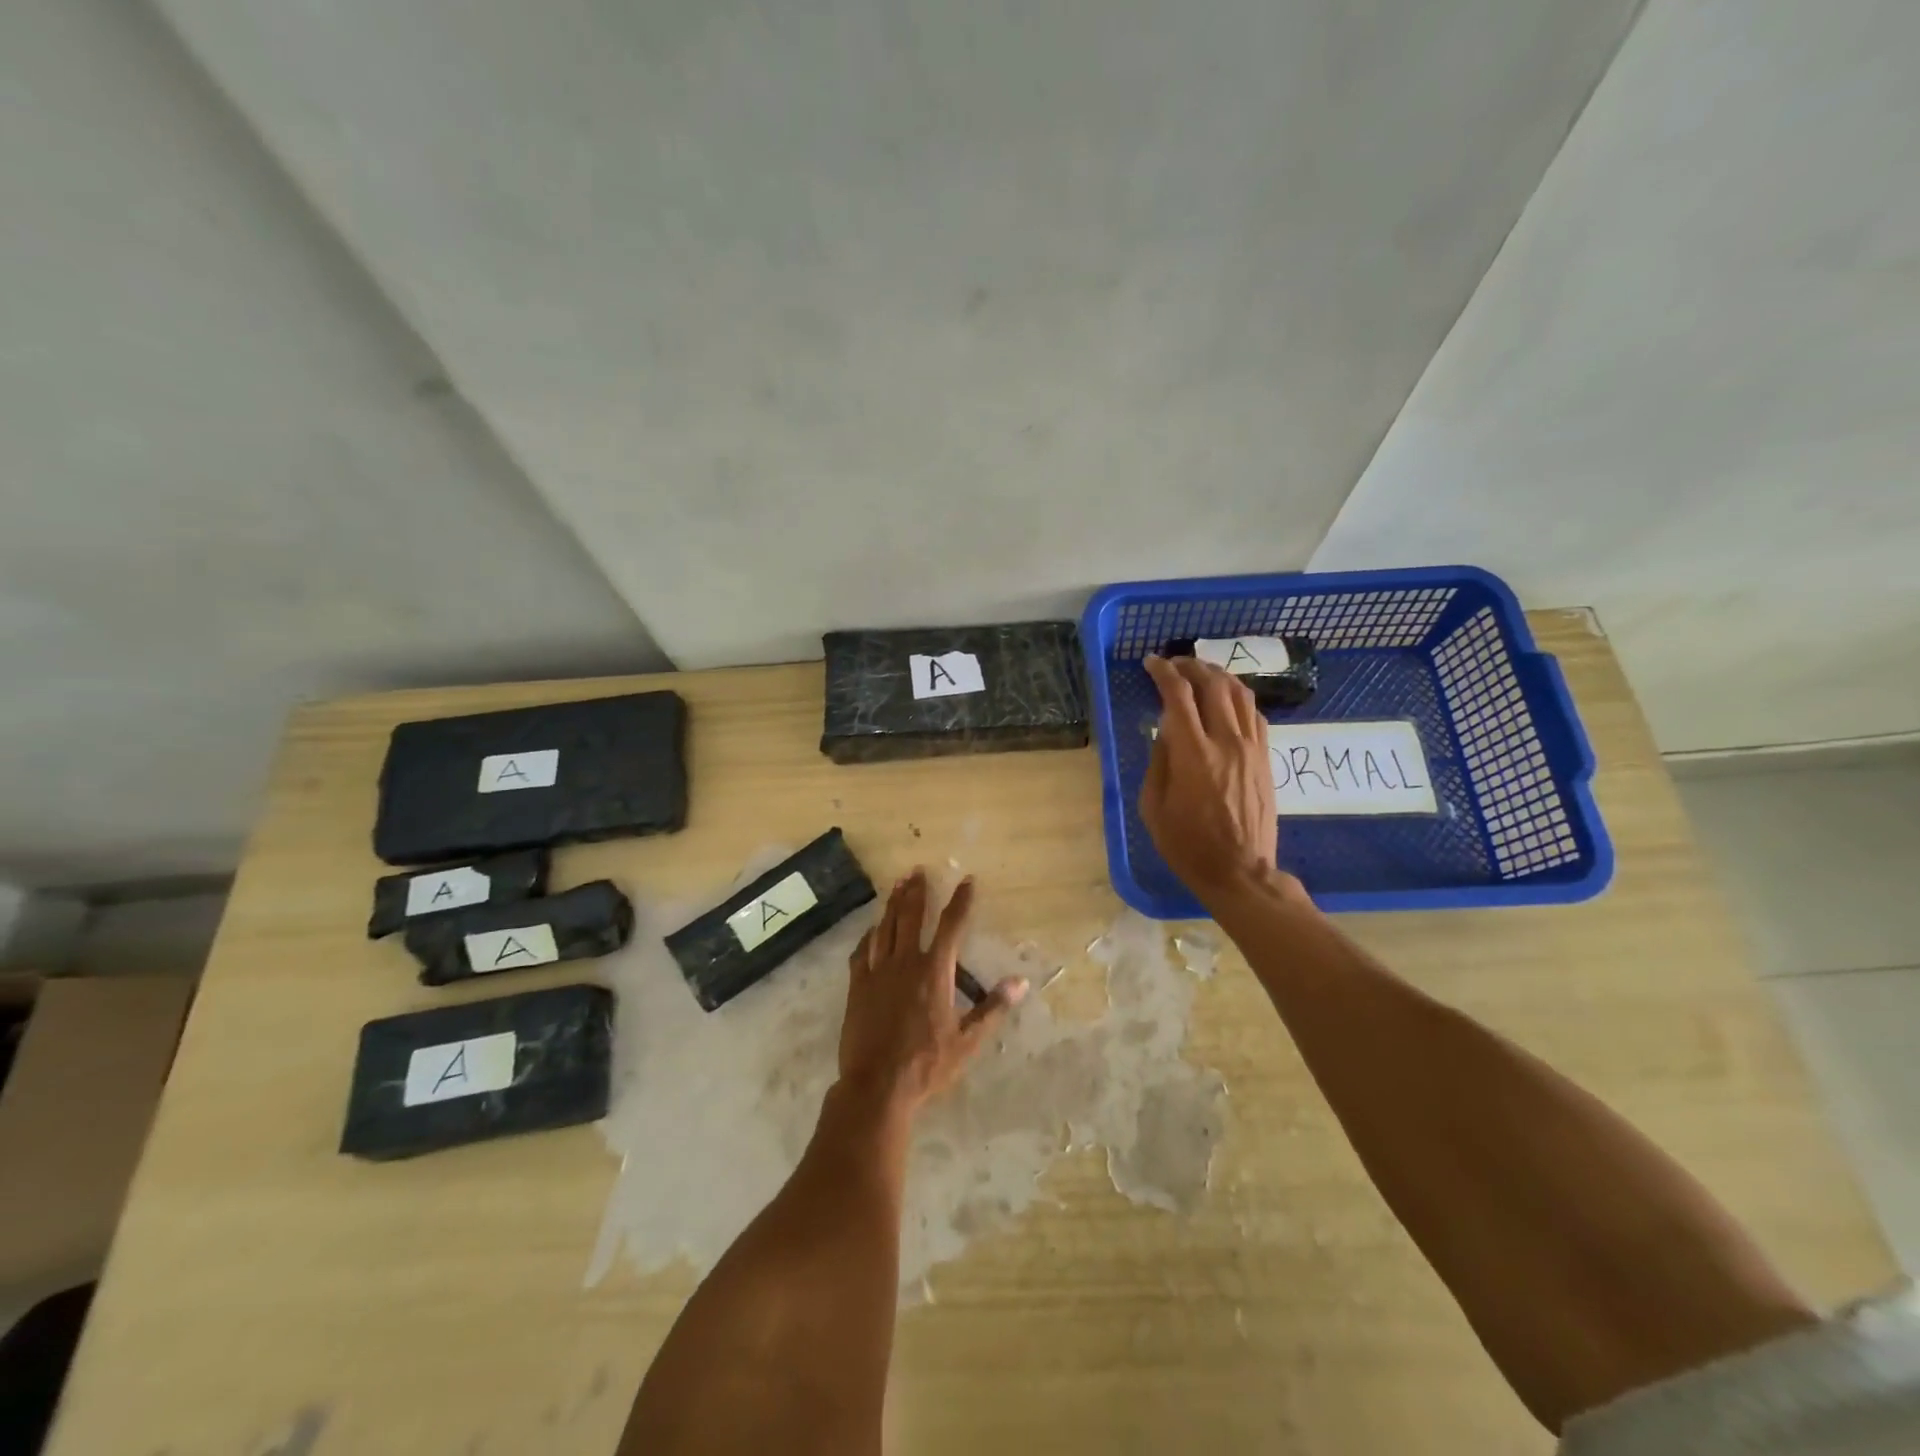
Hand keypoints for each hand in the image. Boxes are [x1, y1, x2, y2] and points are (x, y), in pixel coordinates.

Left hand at [838, 870, 1026, 1117]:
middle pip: (911, 916)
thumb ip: (993, 1008)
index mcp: (934, 971)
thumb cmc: (927, 1064)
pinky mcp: (858, 986)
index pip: (952, 926)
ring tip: (897, 884)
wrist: (877, 1085)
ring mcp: (877, 972)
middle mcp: (905, 962)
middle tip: (918, 870)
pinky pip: (863, 951)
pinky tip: (872, 928)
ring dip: (892, 904)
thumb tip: (1021, 982)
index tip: (967, 881)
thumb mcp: (967, 1041)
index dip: (961, 901)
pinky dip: (869, 935)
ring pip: (885, 927)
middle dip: (917, 891)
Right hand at [1140, 654, 1279, 905]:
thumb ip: (1159, 761)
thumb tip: (1166, 730)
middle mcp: (1226, 742)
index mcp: (1192, 754)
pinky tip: (1226, 700)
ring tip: (1200, 672)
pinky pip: (1255, 714)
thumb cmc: (1187, 844)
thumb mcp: (1153, 806)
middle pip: (1212, 685)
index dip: (1163, 672)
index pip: (1178, 696)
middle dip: (1190, 666)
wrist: (1239, 871)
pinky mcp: (1265, 757)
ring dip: (1217, 676)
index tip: (1150, 663)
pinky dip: (1238, 698)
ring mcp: (1251, 748)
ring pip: (1239, 694)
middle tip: (1173, 663)